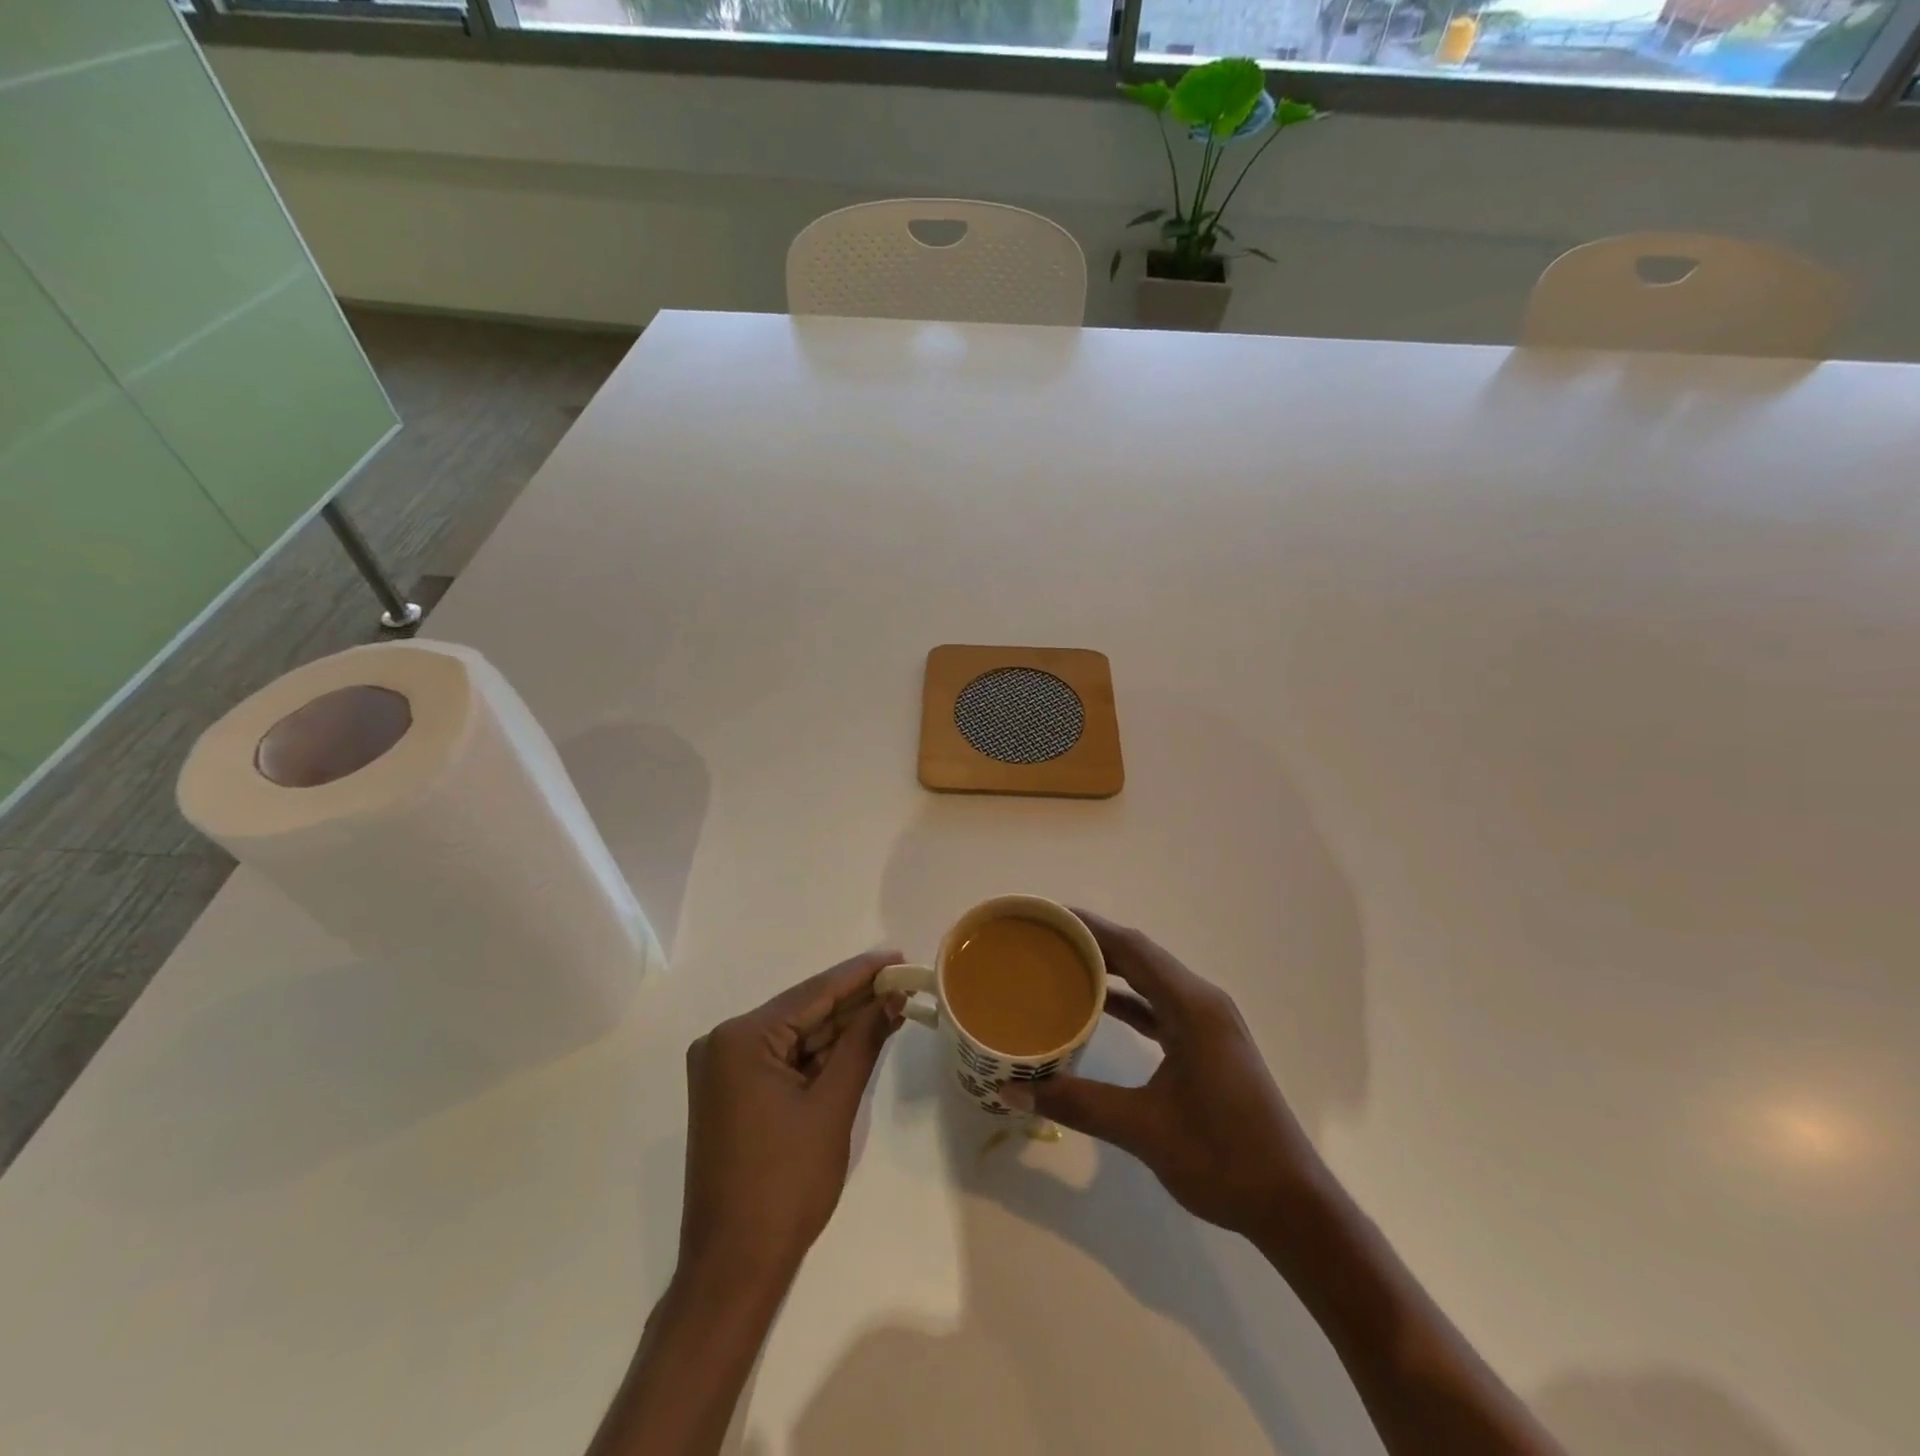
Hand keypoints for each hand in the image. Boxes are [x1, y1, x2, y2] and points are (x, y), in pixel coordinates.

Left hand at [678, 950, 905, 1293]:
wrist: (734, 1269)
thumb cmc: (786, 1185)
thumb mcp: (832, 1106)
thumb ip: (863, 1043)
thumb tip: (894, 997)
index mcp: (741, 1038)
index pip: (813, 994)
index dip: (861, 974)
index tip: (898, 956)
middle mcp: (725, 1043)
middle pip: (804, 1012)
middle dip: (854, 1001)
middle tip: (903, 982)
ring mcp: (725, 1070)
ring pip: (796, 1036)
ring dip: (841, 1027)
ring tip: (892, 1004)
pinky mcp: (733, 1093)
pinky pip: (785, 1060)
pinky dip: (821, 1055)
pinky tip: (860, 1038)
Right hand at [1001, 910, 1323, 1240]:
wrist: (1292, 1205)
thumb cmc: (1223, 1158)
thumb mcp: (1142, 1129)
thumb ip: (1076, 1103)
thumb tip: (1011, 1089)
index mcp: (1192, 1007)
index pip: (1133, 948)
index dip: (1089, 927)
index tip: (1048, 916)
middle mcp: (1202, 1003)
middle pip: (1141, 957)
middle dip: (1094, 942)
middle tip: (1045, 938)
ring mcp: (1209, 1024)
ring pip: (1151, 980)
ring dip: (1111, 970)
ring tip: (1062, 963)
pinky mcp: (1208, 1045)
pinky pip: (1160, 1006)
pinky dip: (1128, 1001)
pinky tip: (1098, 1007)